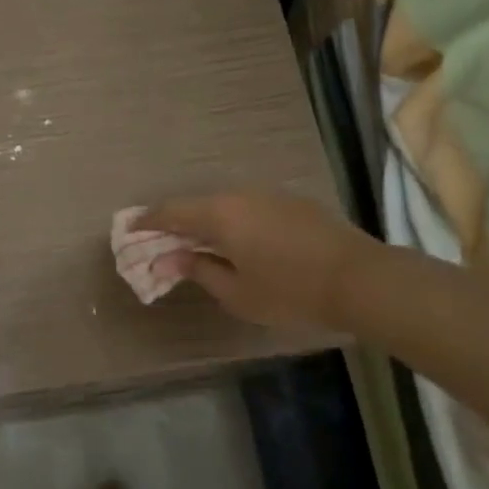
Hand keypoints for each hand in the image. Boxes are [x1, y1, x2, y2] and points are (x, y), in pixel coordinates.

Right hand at [135, 189, 373, 329]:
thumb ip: (198, 270)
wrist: (360, 279)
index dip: (146, 221)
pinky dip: (230, 220)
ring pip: (223, 203)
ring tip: (194, 242)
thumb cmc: (290, 291)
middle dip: (173, 222)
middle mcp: (239, 195)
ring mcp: (268, 195)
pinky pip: (246, 206)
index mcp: (220, 214)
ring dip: (203, 220)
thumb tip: (168, 259)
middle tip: (158, 241)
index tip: (128, 231)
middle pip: (195, 204)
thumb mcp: (236, 292)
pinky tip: (234, 240)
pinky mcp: (290, 202)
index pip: (171, 212)